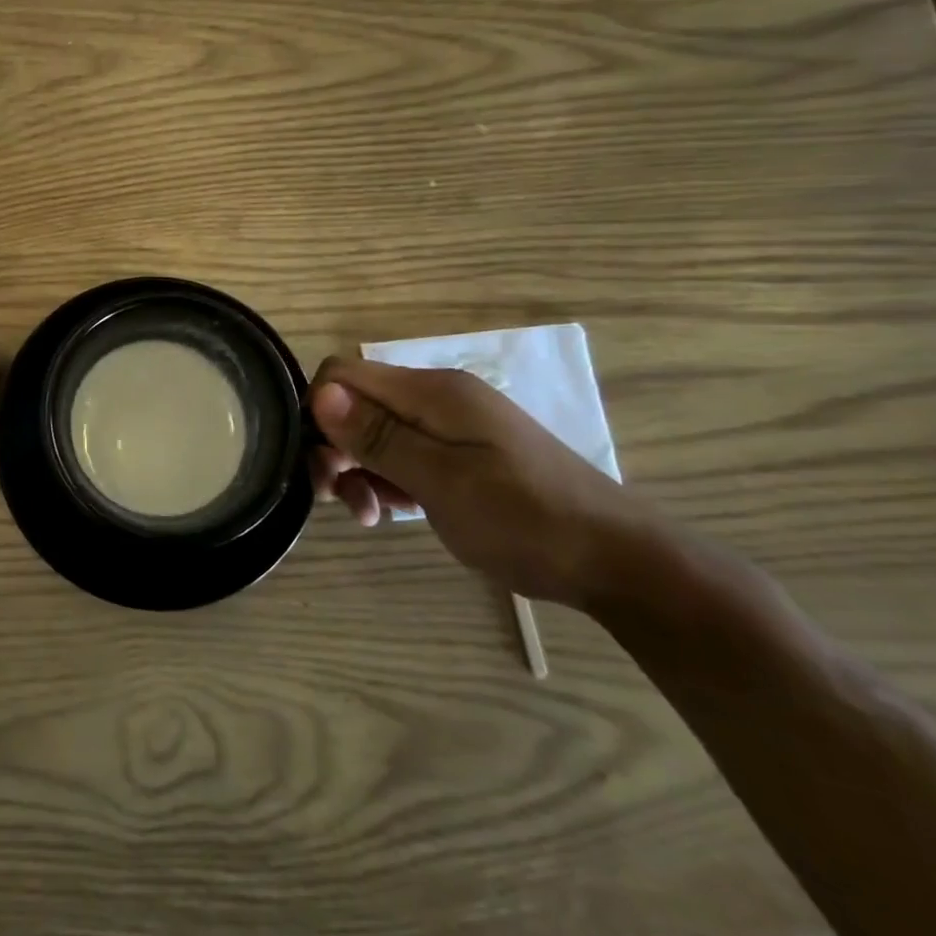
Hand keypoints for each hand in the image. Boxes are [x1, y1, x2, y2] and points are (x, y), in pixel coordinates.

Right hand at [308, 357, 653, 607]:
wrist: (617, 561)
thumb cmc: (525, 518)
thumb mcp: (442, 480)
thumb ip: (379, 436)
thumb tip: (320, 394)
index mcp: (432, 391)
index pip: (344, 373)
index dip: (319, 410)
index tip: (324, 463)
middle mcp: (437, 398)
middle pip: (357, 404)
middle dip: (336, 446)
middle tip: (336, 497)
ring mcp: (452, 427)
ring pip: (377, 433)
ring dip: (359, 470)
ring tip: (368, 515)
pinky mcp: (463, 455)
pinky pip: (405, 455)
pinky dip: (388, 480)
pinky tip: (392, 512)